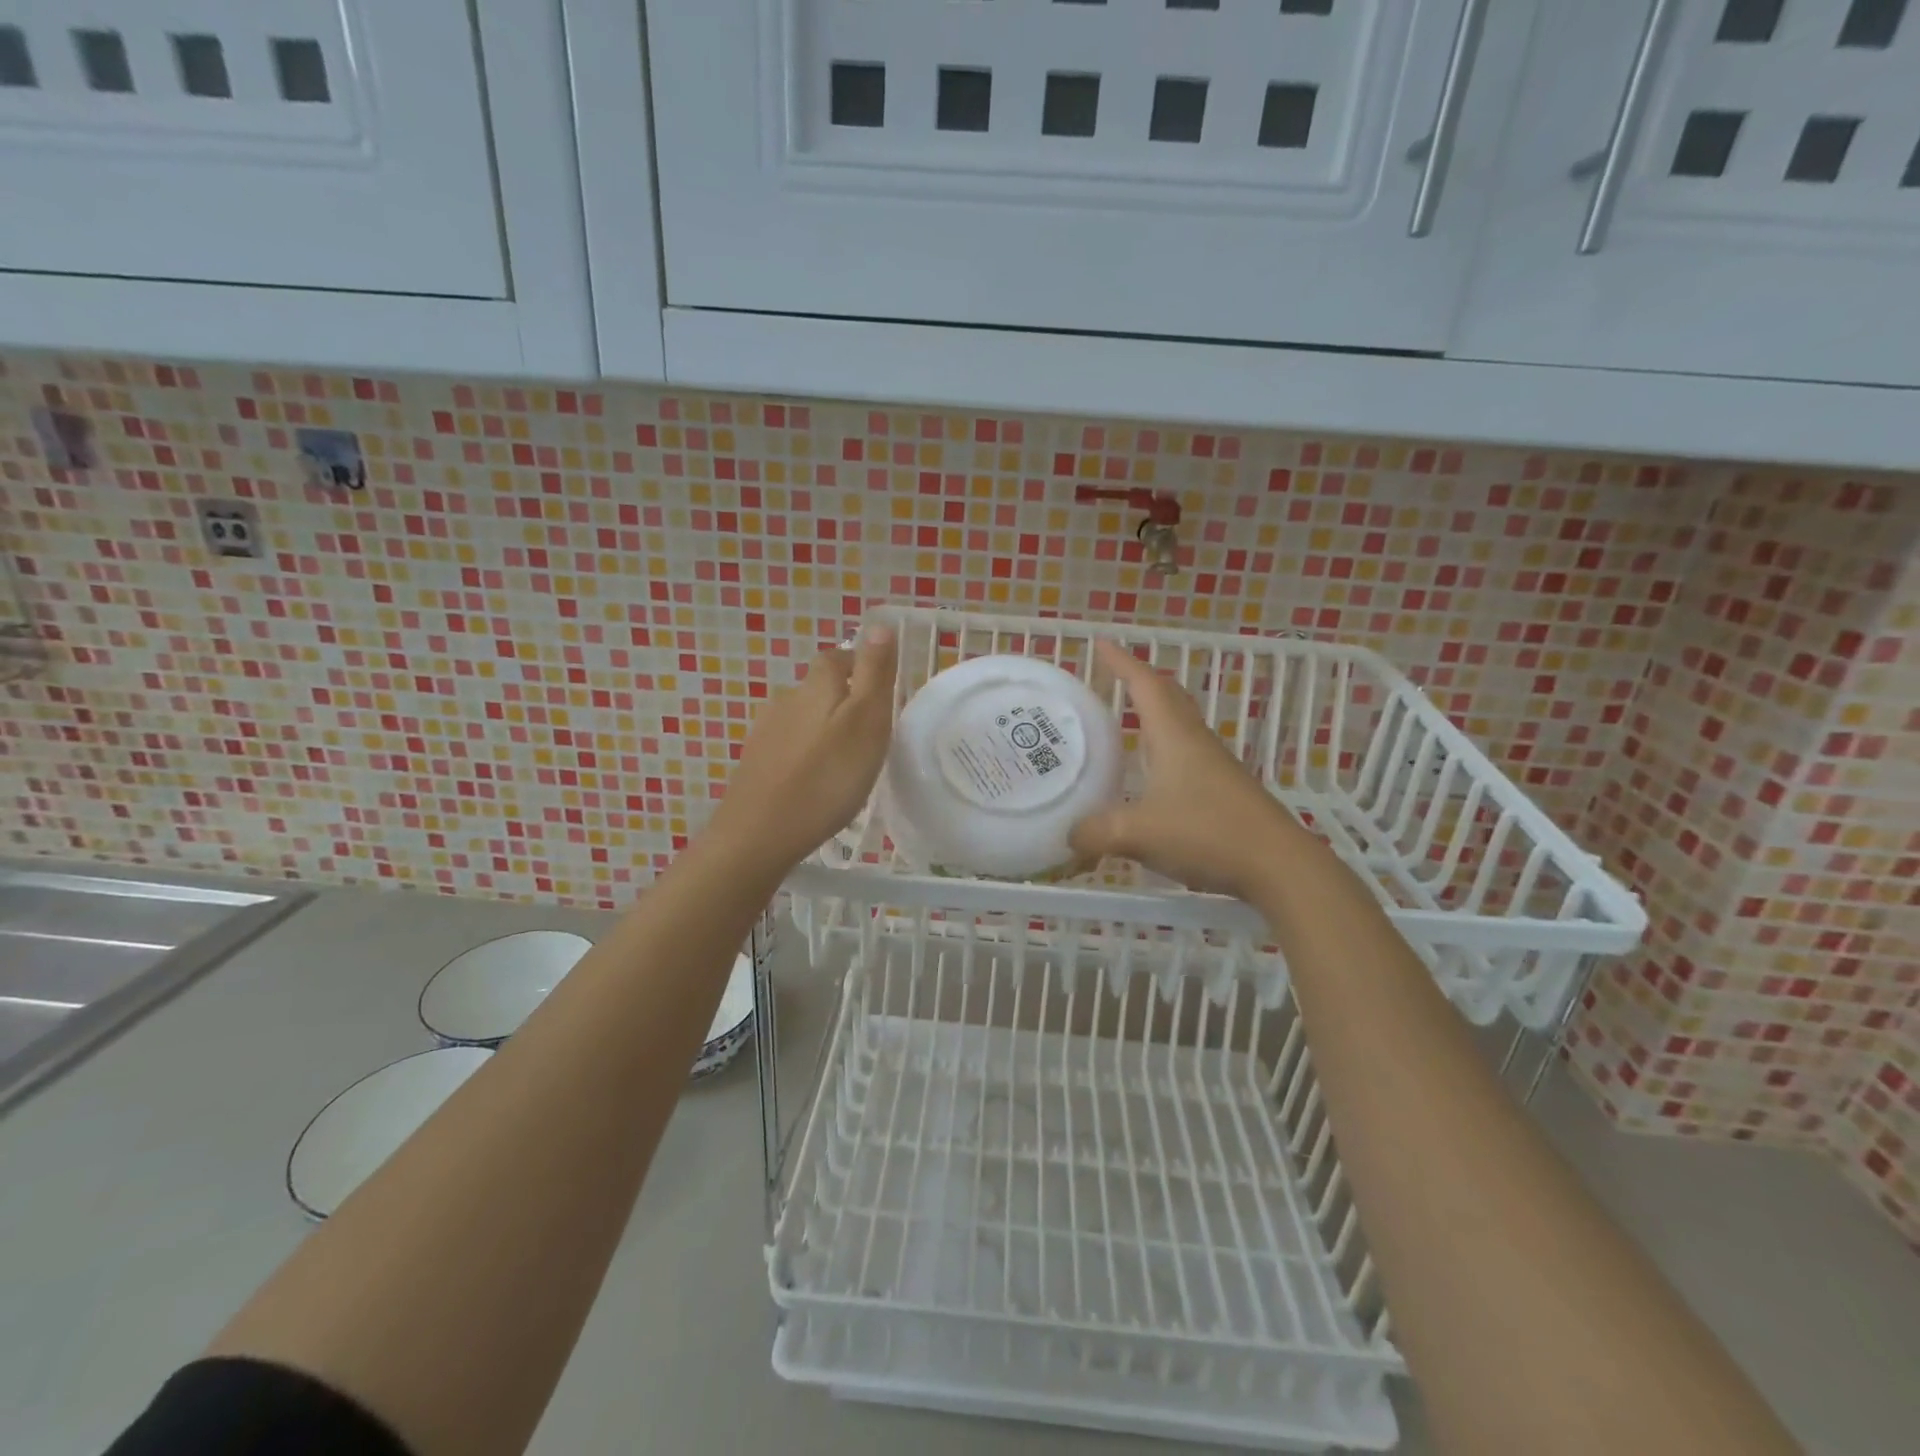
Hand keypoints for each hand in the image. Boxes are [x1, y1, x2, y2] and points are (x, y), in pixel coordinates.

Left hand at [704, 628, 897, 870]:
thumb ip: (874, 673)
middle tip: (870, 732)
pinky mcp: (754, 762)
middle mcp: (786, 699)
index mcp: (816, 685)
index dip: (861, 666)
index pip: (839, 657)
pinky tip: (814, 780)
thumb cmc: (826, 777)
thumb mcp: (866, 721)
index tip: (882, 692)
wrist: (759, 833)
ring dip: (823, 728)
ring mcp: (764, 731)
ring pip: (802, 717)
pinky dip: (805, 754)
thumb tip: (879, 624)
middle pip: (819, 687)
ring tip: (844, 760)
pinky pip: (788, 746)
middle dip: (843, 700)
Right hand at [1069, 640, 1301, 900]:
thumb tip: (1070, 836)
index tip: (1101, 644)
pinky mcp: (1223, 791)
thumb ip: (1095, 832)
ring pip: (1179, 727)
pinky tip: (1150, 776)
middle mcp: (1195, 742)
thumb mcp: (1137, 832)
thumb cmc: (1206, 833)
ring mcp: (1213, 766)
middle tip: (1113, 678)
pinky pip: (1186, 755)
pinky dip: (1162, 751)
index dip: (1122, 662)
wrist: (1277, 865)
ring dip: (1153, 716)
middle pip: (1168, 698)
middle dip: (1140, 682)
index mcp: (1174, 736)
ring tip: (1125, 722)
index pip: (1146, 685)